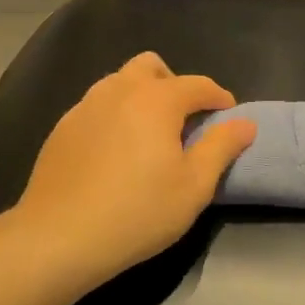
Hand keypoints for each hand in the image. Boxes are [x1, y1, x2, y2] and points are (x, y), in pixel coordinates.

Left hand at [15, 52, 255, 288]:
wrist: (60, 237)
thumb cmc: (139, 212)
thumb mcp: (194, 185)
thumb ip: (222, 147)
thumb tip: (245, 123)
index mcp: (156, 100)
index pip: (198, 84)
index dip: (219, 98)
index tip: (229, 118)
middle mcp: (118, 91)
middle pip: (151, 67)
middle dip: (175, 85)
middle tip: (184, 122)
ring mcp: (84, 107)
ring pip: (119, 83)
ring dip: (141, 97)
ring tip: (150, 136)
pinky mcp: (62, 128)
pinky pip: (96, 106)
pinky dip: (115, 116)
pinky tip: (116, 153)